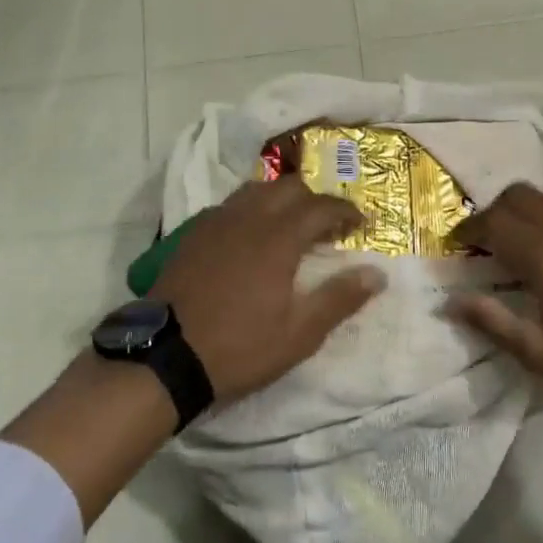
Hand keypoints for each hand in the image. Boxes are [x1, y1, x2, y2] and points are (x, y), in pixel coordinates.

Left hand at [152, 178, 386, 403]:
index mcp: (279, 237)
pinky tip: (251, 235)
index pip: (322, 206)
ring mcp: (216, 222)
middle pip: (290, 187)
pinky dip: (252, 209)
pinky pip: (230, 205)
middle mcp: (249, 217)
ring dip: (282, 199)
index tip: (361, 223)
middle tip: (328, 225)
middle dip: (315, 199)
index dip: (346, 210)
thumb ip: (340, 298)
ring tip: (291, 224)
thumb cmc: (239, 347)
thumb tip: (377, 274)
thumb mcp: (299, 333)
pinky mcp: (193, 233)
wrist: (166, 355)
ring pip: (257, 190)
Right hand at [448, 182, 542, 495]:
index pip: (492, 223)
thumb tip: (451, 302)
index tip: (462, 244)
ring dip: (529, 207)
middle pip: (516, 197)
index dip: (470, 230)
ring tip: (531, 233)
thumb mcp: (540, 352)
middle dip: (496, 214)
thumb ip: (493, 321)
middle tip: (492, 241)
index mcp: (542, 252)